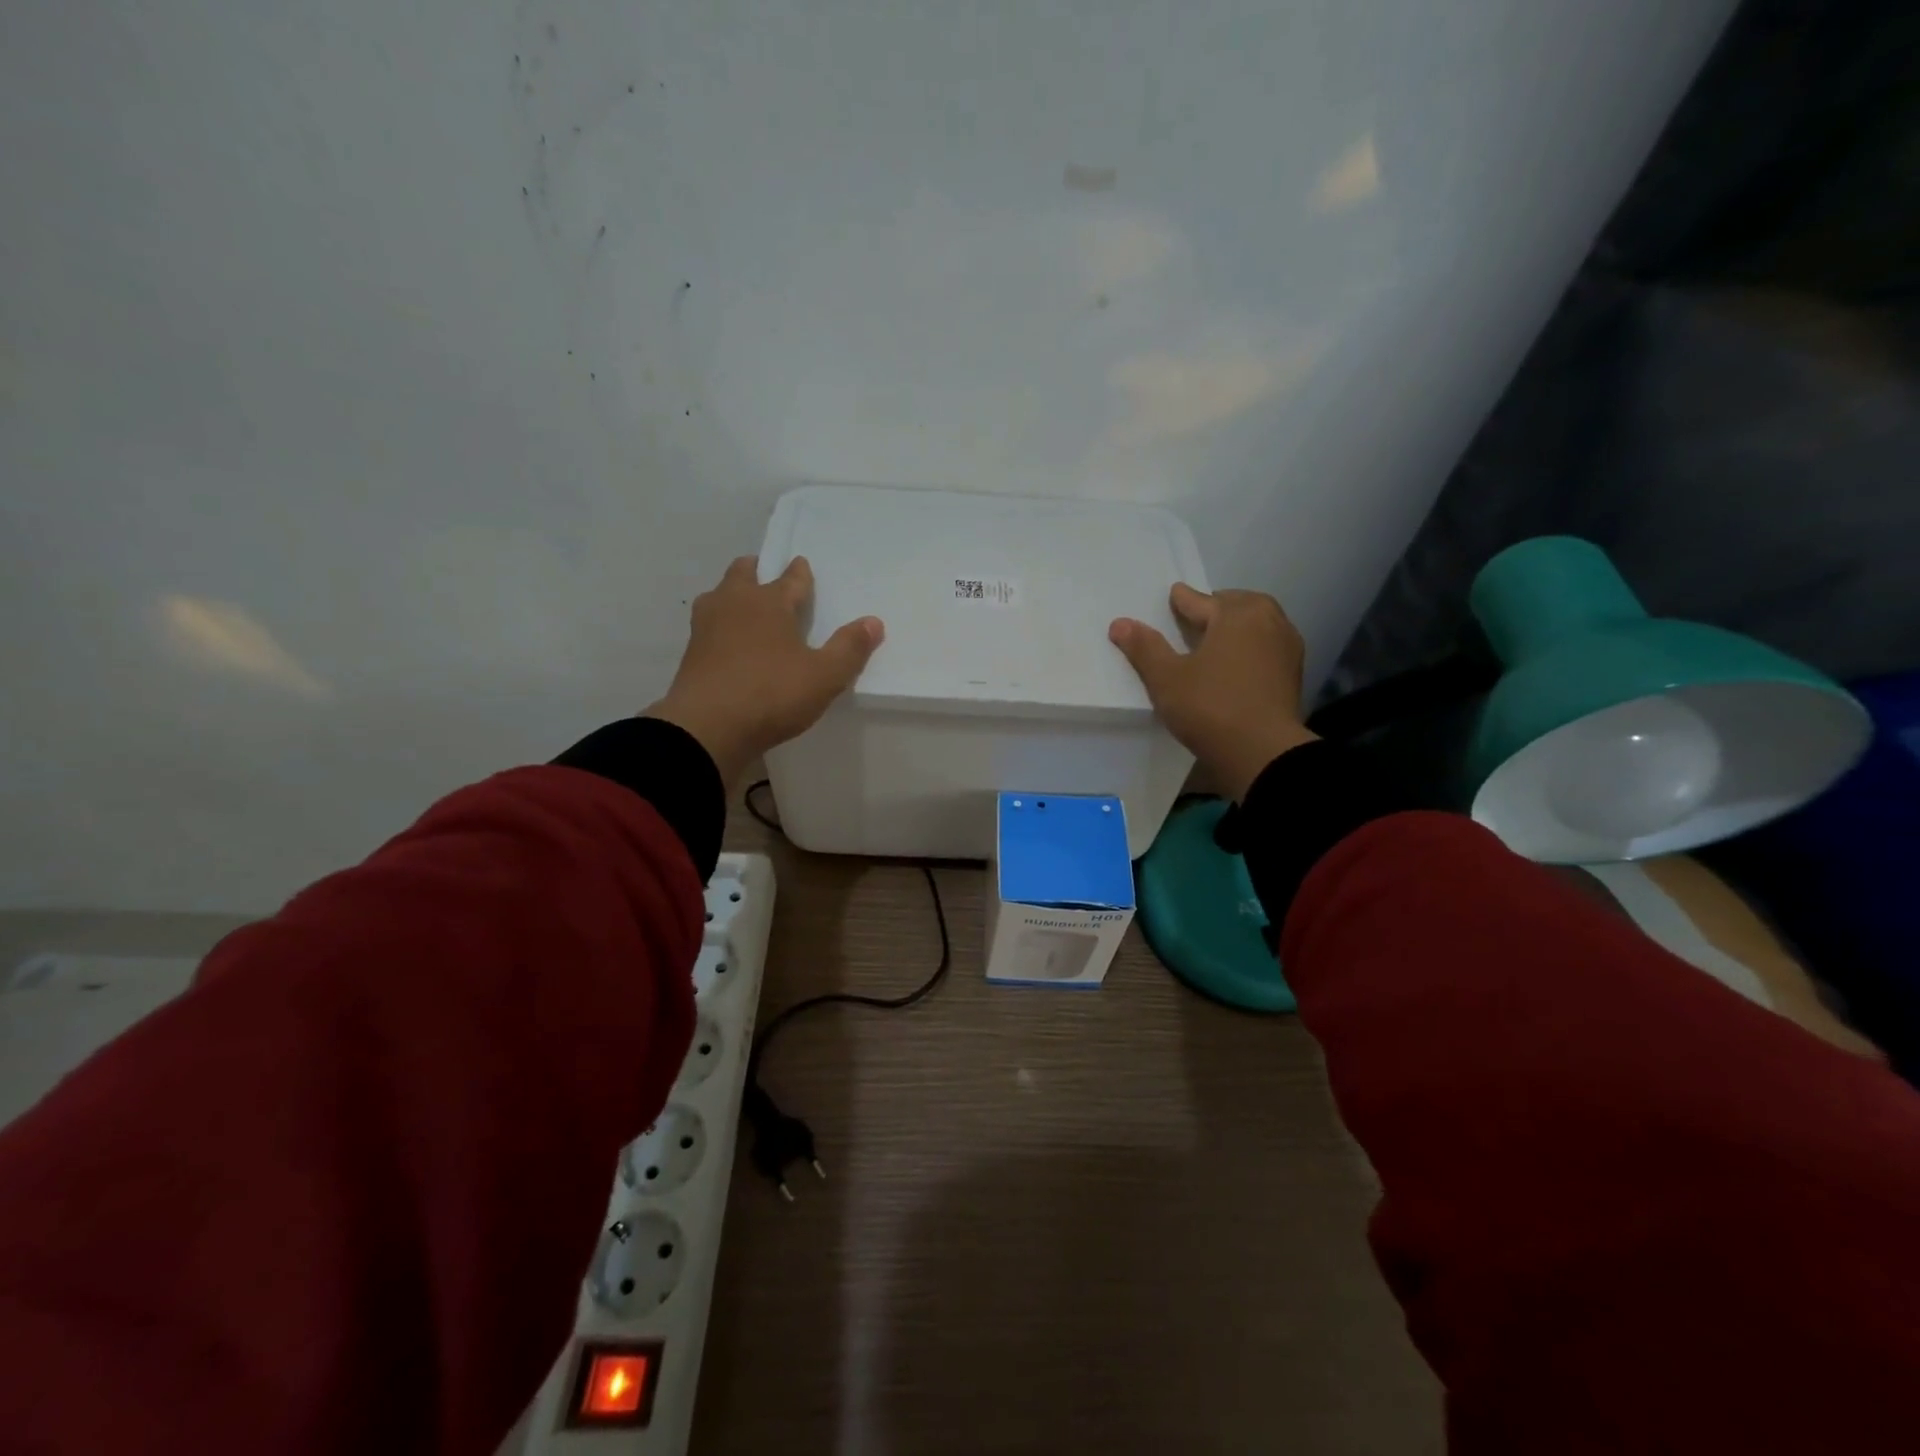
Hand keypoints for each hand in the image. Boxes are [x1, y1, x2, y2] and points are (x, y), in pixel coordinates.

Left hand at [646, 556, 882, 787]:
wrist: (707, 728)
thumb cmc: (771, 694)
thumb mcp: (824, 676)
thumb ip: (849, 648)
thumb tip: (873, 622)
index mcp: (769, 602)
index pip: (790, 579)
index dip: (800, 573)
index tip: (802, 565)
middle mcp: (734, 604)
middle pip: (743, 574)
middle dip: (756, 571)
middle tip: (765, 576)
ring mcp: (706, 627)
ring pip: (719, 597)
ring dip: (732, 596)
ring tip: (745, 609)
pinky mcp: (690, 654)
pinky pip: (708, 627)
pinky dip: (720, 626)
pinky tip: (728, 642)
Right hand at [1109, 583, 1317, 800]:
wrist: (1263, 753)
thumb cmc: (1211, 707)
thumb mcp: (1167, 679)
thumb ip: (1145, 648)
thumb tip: (1120, 623)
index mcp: (1237, 614)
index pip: (1201, 601)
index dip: (1181, 601)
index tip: (1173, 596)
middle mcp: (1268, 621)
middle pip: (1237, 606)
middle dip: (1216, 608)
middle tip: (1196, 618)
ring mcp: (1287, 648)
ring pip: (1257, 626)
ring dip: (1237, 627)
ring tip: (1216, 640)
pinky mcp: (1293, 675)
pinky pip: (1267, 648)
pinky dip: (1251, 648)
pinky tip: (1236, 664)